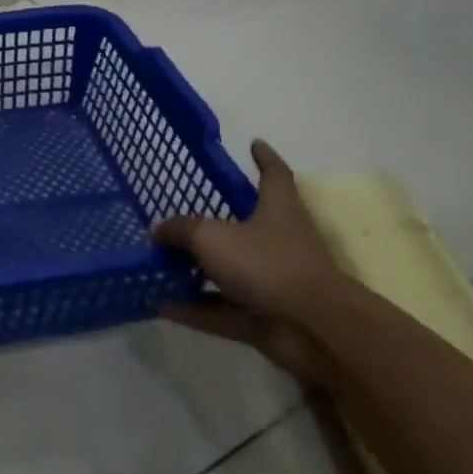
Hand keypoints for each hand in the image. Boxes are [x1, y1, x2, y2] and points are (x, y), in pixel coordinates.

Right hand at [153, 140, 351, 380]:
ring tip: (160, 264)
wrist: (314, 330)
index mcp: (277, 209)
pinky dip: (194, 309)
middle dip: (217, 221)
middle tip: (182, 214)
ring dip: (198, 270)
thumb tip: (158, 229)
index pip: (274, 174)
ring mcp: (272, 282)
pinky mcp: (263, 317)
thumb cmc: (267, 265)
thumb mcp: (211, 237)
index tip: (254, 143)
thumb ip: (181, 230)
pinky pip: (221, 310)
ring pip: (229, 271)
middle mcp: (278, 241)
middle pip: (247, 224)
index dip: (264, 158)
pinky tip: (160, 306)